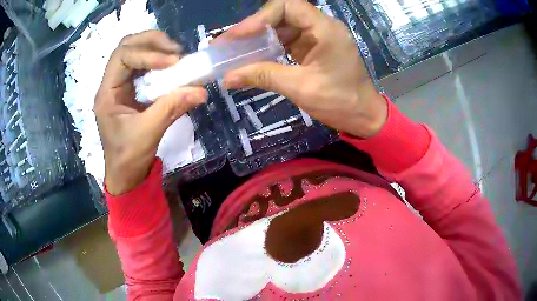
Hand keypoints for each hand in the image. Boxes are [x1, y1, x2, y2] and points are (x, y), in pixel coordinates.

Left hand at [94, 30, 206, 194]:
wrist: (125, 175)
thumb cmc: (128, 157)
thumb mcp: (148, 133)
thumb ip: (171, 108)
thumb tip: (201, 90)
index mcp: (107, 93)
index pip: (122, 57)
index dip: (147, 54)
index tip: (173, 62)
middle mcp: (111, 84)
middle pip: (127, 46)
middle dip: (151, 42)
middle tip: (175, 50)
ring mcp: (120, 85)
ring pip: (134, 51)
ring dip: (155, 47)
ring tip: (176, 55)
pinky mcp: (131, 90)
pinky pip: (143, 65)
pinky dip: (158, 60)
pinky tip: (171, 66)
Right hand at [220, 0, 386, 137]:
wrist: (363, 116)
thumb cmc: (340, 102)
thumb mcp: (300, 88)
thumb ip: (263, 77)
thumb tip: (227, 78)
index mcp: (325, 29)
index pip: (287, 6)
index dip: (259, 17)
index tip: (238, 35)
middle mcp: (322, 27)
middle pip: (282, 15)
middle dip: (253, 28)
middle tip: (227, 43)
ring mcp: (318, 36)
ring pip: (282, 27)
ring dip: (258, 38)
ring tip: (234, 50)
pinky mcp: (314, 47)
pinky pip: (287, 40)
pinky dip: (269, 47)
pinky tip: (254, 56)